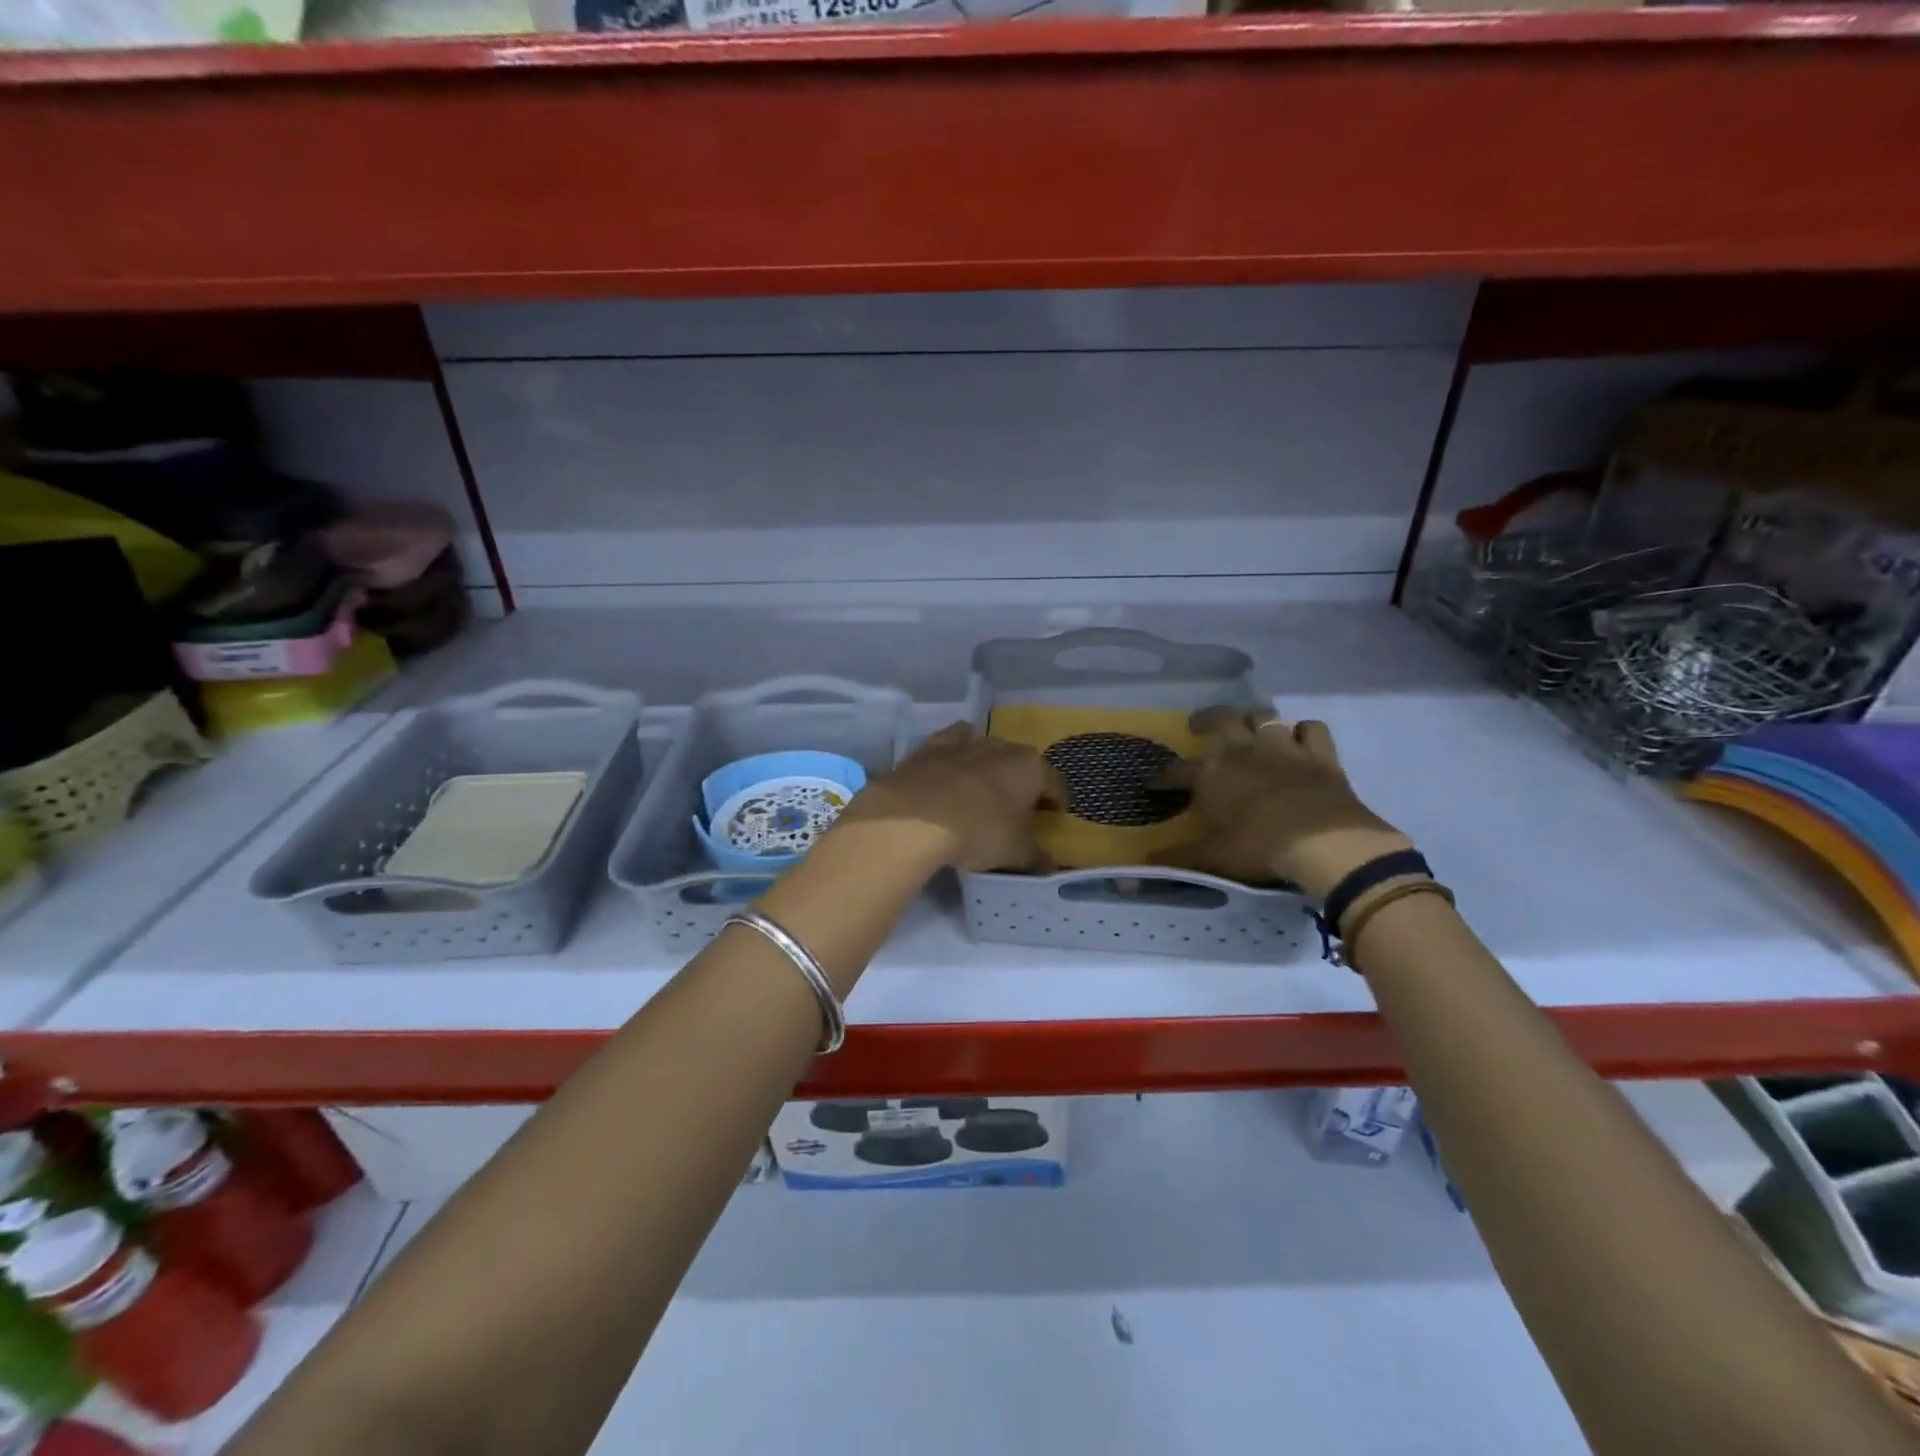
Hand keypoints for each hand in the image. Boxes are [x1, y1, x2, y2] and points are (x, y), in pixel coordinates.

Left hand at [836, 724, 1065, 872]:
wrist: (915, 816)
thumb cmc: (980, 831)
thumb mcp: (1016, 854)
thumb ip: (1036, 858)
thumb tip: (1049, 864)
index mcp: (1031, 768)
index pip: (1055, 784)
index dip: (1057, 802)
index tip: (1054, 816)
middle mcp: (1002, 747)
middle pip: (1021, 764)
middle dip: (1022, 783)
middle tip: (1017, 808)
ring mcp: (965, 742)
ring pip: (986, 750)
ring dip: (989, 767)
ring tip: (982, 790)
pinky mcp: (931, 746)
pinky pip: (951, 745)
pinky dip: (955, 756)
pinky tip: (950, 771)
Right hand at [1152, 708, 1412, 901]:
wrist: (1323, 843)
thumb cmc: (1258, 847)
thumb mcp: (1212, 857)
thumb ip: (1178, 857)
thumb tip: (1143, 864)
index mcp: (1210, 774)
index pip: (1178, 770)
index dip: (1163, 778)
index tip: (1155, 785)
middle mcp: (1242, 750)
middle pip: (1220, 720)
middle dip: (1206, 720)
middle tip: (1200, 726)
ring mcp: (1283, 747)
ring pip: (1263, 717)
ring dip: (1253, 719)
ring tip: (1248, 727)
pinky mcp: (1319, 753)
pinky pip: (1311, 728)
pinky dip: (1303, 731)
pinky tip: (1299, 739)